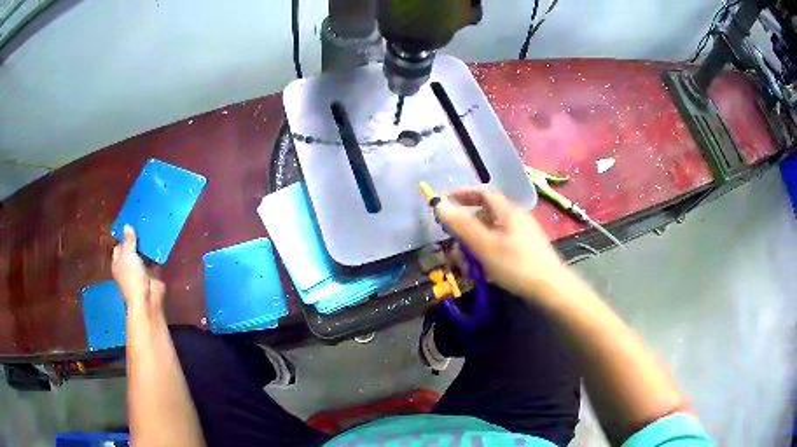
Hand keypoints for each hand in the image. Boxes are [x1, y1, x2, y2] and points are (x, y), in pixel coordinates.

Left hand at [112, 225, 163, 310]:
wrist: (148, 299)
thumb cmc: (132, 277)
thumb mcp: (127, 255)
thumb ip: (128, 241)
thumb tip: (127, 226)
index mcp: (118, 263)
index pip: (119, 246)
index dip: (124, 236)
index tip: (132, 225)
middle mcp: (128, 266)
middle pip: (131, 249)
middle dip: (136, 240)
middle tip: (144, 224)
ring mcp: (140, 271)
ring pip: (143, 254)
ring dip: (147, 245)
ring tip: (152, 229)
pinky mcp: (152, 274)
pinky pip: (154, 260)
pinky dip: (156, 253)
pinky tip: (160, 242)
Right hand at [436, 187, 566, 299]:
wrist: (550, 288)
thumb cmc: (516, 265)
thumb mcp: (485, 245)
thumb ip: (462, 225)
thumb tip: (440, 204)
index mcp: (507, 211)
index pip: (482, 192)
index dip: (462, 194)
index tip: (445, 202)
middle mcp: (516, 217)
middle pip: (485, 214)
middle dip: (465, 227)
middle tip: (452, 242)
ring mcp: (522, 234)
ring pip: (491, 232)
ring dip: (474, 244)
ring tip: (465, 263)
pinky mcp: (525, 249)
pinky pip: (500, 244)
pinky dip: (487, 251)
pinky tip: (483, 269)